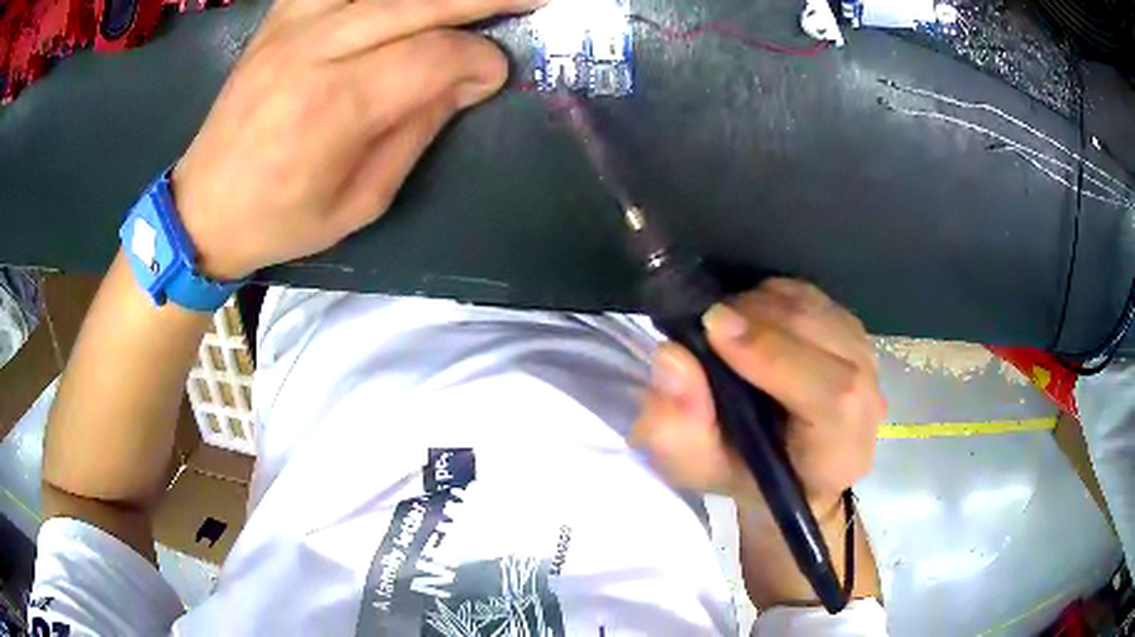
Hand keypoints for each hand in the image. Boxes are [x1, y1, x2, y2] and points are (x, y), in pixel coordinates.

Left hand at [173, 0, 545, 279]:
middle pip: (418, 1)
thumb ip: (417, 131)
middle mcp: (313, 50)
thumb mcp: (361, 200)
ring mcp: (291, 26)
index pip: (433, 56)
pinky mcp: (277, 19)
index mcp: (335, 106)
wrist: (202, 208)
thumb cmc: (279, 219)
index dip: (478, 61)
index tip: (494, 76)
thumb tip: (465, 81)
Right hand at [631, 279, 885, 511]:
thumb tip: (673, 357)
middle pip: (823, 337)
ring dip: (762, 304)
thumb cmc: (743, 476)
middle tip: (706, 322)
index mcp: (840, 451)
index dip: (775, 355)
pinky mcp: (853, 331)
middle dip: (756, 318)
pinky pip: (813, 296)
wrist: (788, 468)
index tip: (714, 327)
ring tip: (725, 324)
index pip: (831, 395)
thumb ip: (677, 427)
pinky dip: (774, 295)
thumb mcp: (696, 469)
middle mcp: (868, 401)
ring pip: (816, 308)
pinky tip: (751, 318)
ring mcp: (867, 359)